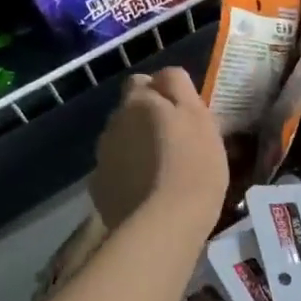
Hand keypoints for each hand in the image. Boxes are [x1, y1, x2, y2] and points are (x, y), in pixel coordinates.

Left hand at [90, 67, 226, 235]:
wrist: (164, 224)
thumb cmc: (194, 166)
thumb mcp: (200, 118)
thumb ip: (179, 88)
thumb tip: (164, 76)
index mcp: (139, 102)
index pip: (142, 81)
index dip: (161, 93)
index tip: (182, 113)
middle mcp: (114, 123)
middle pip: (129, 113)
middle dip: (146, 121)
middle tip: (176, 143)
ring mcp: (103, 156)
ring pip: (121, 142)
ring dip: (137, 149)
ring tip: (162, 172)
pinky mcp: (99, 187)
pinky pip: (116, 172)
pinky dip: (129, 177)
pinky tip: (148, 193)